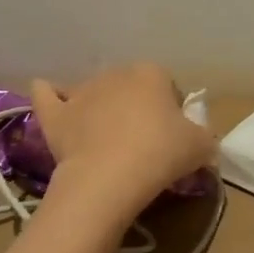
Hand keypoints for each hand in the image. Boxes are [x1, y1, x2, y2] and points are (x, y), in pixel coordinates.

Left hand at [30, 64, 215, 215]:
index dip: (172, 112)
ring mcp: (82, 92)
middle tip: (143, 143)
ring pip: (94, 93)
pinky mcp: (55, 114)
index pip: (168, 87)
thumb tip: (202, 140)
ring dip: (100, 108)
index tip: (173, 138)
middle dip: (136, 108)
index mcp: (152, 73)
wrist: (108, 179)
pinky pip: (48, 95)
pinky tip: (51, 98)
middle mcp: (116, 73)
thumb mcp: (201, 147)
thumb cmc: (160, 154)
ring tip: (107, 141)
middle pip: (130, 88)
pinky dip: (50, 95)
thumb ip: (205, 137)